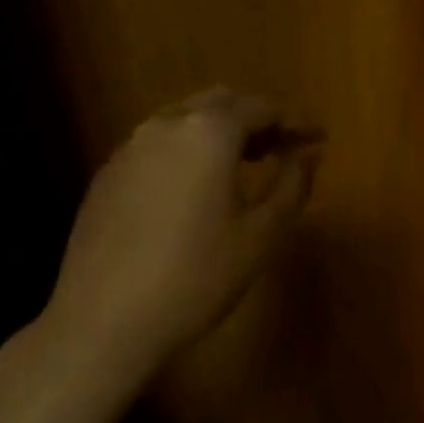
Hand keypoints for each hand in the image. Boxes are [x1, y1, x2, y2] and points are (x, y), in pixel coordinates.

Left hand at [43, 87, 322, 366]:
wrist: (105, 320)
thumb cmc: (197, 277)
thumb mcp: (261, 235)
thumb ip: (292, 185)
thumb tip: (310, 153)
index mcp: (208, 133)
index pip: (261, 107)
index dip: (295, 120)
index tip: (318, 137)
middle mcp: (165, 126)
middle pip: (219, 102)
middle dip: (256, 117)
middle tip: (283, 147)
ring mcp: (129, 148)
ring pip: (184, 120)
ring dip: (219, 131)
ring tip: (245, 163)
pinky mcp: (106, 175)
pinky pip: (157, 145)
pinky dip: (187, 150)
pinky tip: (196, 187)